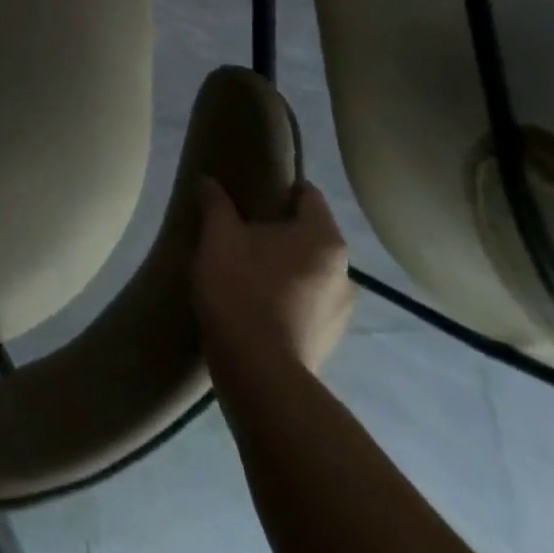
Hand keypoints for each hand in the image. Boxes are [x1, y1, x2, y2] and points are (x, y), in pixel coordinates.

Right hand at [193, 179, 354, 384]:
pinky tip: (256, 302)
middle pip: (310, 235)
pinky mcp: (328, 341)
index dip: (280, 187)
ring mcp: (342, 311)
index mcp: (323, 238)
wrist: (259, 372)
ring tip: (247, 268)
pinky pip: (307, 303)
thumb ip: (215, 203)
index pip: (308, 195)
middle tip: (242, 229)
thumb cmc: (242, 287)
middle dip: (280, 230)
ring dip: (285, 266)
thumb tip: (208, 180)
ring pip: (310, 272)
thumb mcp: (218, 235)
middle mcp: (345, 272)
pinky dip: (287, 297)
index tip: (251, 192)